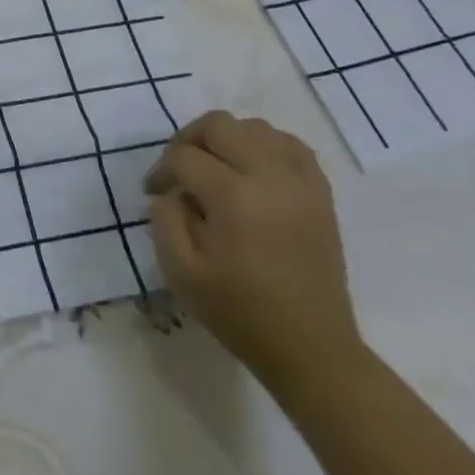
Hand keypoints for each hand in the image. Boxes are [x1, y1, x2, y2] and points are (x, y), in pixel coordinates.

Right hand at [145, 111, 362, 393]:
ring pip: (255, 127)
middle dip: (188, 140)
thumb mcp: (181, 273)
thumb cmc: (241, 314)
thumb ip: (164, 221)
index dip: (161, 170)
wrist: (312, 349)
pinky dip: (265, 145)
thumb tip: (168, 193)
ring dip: (227, 139)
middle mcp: (270, 177)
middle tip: (178, 171)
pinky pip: (290, 145)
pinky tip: (251, 168)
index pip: (184, 157)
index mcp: (233, 198)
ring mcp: (301, 183)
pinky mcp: (320, 193)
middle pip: (219, 125)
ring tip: (214, 168)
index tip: (154, 191)